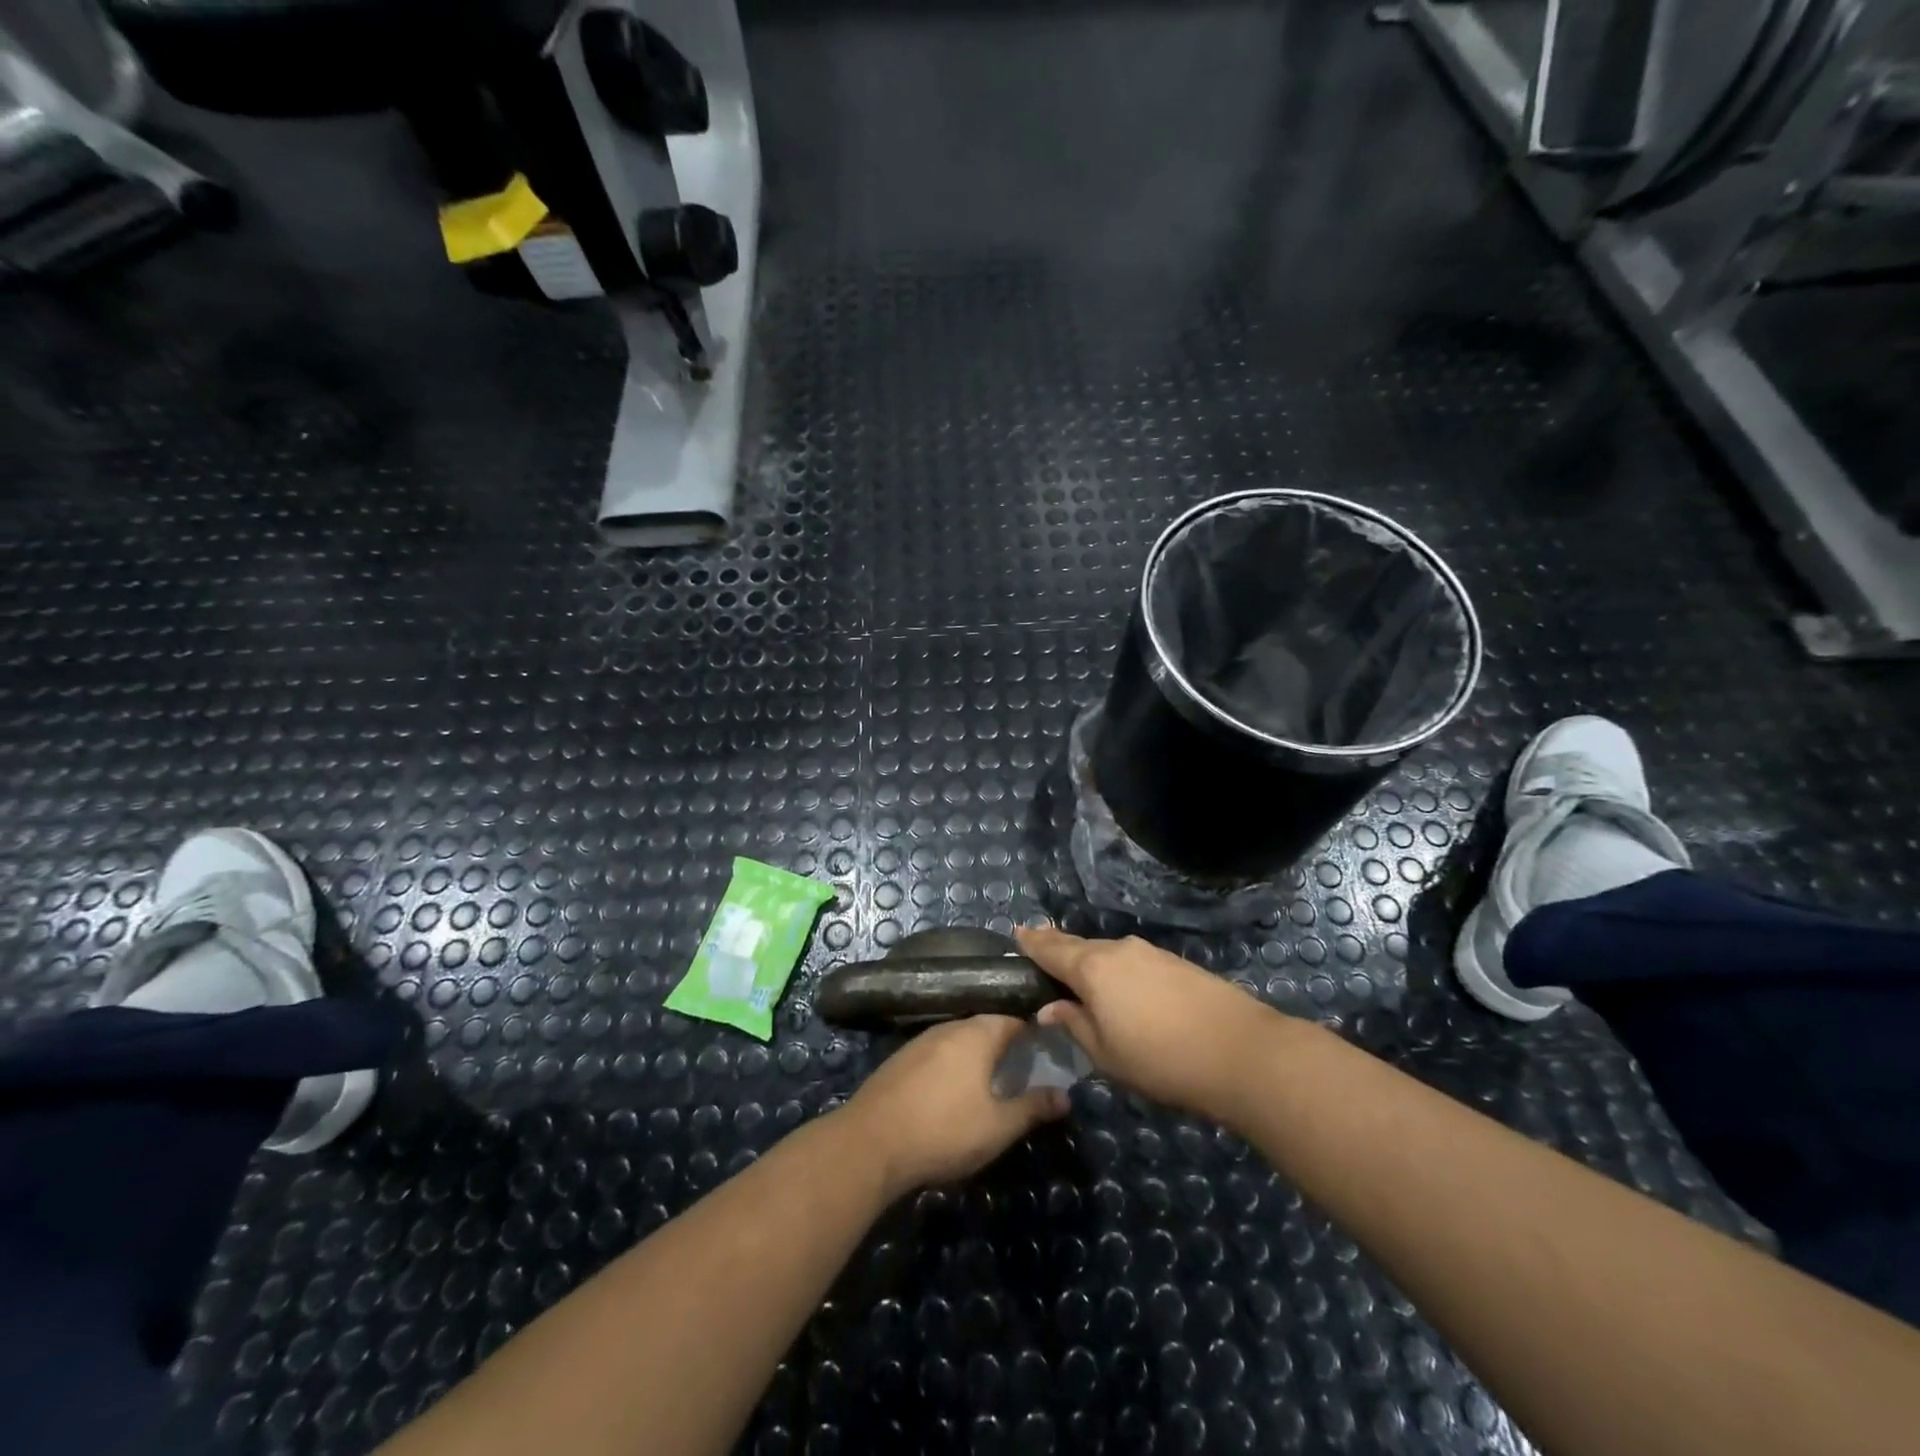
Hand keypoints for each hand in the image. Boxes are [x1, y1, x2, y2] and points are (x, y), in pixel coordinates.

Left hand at [841, 1015, 1068, 1196]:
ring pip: (959, 1041)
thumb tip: (1066, 1095)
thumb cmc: (944, 1130)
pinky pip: (936, 1055)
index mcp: (978, 1033)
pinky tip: (951, 1095)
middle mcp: (949, 1027)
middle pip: (985, 1028)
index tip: (1047, 1055)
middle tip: (1022, 1074)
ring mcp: (920, 1041)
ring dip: (976, 1058)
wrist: (870, 1143)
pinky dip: (950, 1068)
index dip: (1033, 1035)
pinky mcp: (899, 1060)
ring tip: (990, 1087)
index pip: (1014, 1020)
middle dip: (1005, 1047)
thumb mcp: (999, 1126)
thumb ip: (1034, 1107)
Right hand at [1014, 924, 1292, 1123]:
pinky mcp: (1176, 963)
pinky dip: (1117, 970)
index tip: (1017, 933)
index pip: (1052, 949)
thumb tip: (1052, 1008)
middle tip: (1041, 952)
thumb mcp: (1106, 1054)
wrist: (1240, 1051)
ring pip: (1108, 953)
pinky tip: (1121, 988)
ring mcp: (1151, 953)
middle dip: (1059, 949)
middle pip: (1080, 946)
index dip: (1032, 942)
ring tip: (1079, 976)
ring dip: (1091, 962)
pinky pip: (1133, 961)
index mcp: (1093, 968)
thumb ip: (1075, 1025)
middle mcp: (1119, 950)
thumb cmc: (1160, 1059)